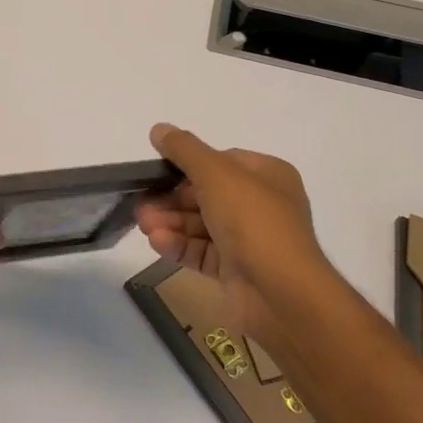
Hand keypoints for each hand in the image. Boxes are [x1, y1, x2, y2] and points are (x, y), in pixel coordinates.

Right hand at [135, 124, 341, 344]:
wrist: (281, 293)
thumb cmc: (253, 220)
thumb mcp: (216, 173)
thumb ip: (184, 150)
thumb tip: (159, 129)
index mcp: (268, 175)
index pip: (222, 162)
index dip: (189, 165)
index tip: (159, 170)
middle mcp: (261, 205)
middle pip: (207, 194)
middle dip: (171, 198)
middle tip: (142, 203)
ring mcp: (250, 241)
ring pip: (201, 224)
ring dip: (171, 221)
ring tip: (143, 224)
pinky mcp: (236, 271)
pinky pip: (203, 252)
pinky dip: (180, 245)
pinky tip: (157, 242)